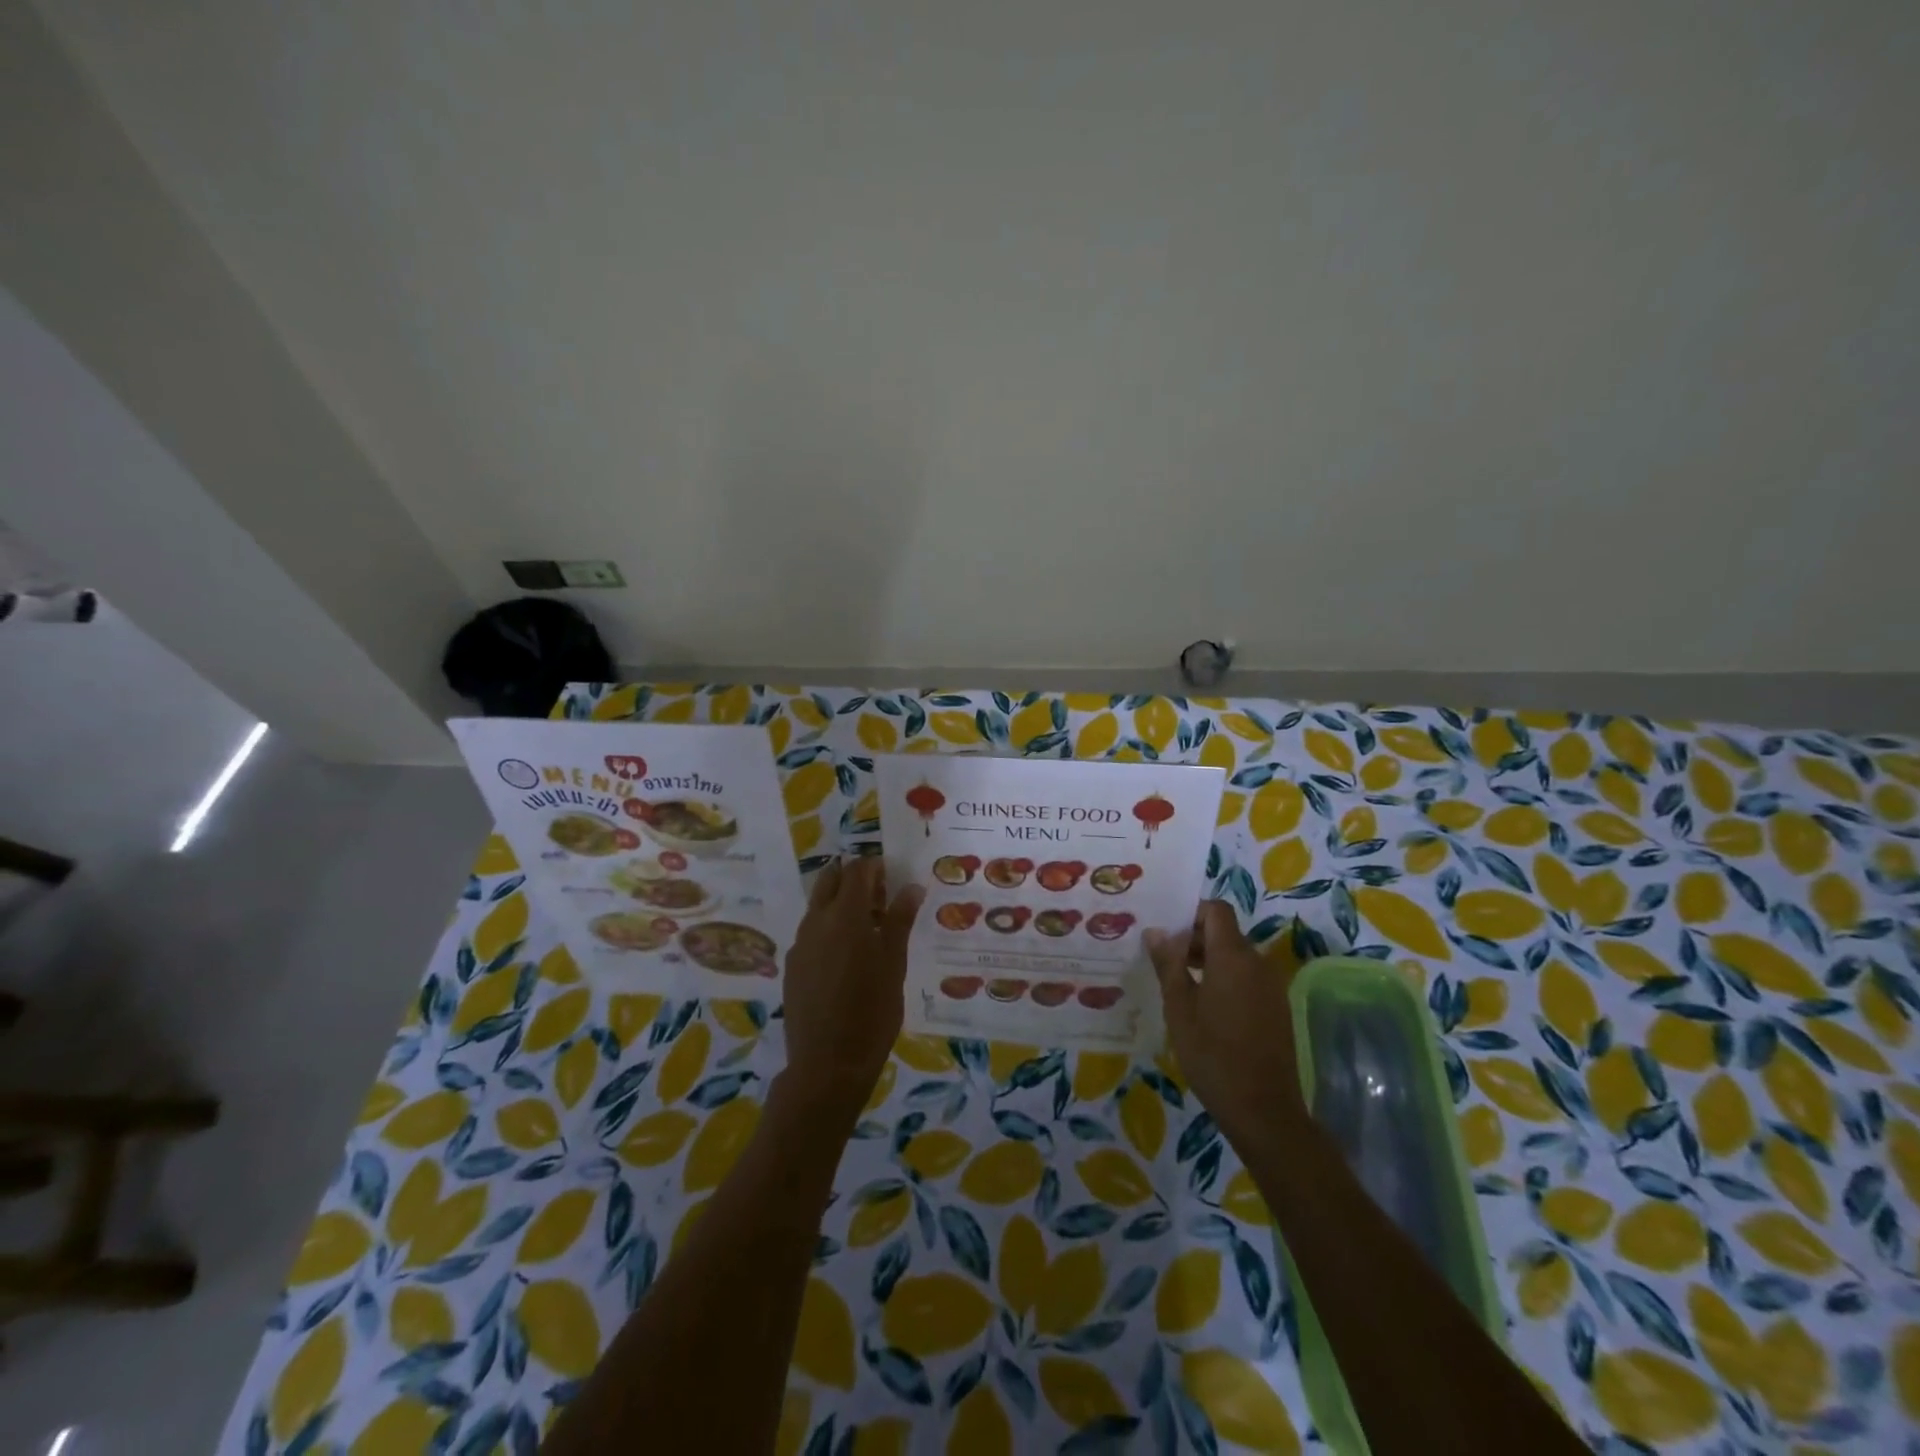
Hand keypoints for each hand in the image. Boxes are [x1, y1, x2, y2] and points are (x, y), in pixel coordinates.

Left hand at [778, 856, 922, 1116]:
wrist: (827, 1064)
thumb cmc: (872, 1012)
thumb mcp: (894, 964)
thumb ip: (900, 921)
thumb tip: (911, 887)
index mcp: (845, 915)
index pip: (858, 870)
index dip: (875, 867)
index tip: (892, 878)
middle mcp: (817, 921)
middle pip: (831, 879)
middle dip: (853, 879)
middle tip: (879, 898)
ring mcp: (800, 943)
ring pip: (818, 905)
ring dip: (840, 903)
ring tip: (867, 929)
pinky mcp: (792, 966)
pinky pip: (811, 932)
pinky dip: (828, 929)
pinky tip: (846, 957)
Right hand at [1145, 901, 1306, 1147]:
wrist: (1263, 1110)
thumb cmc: (1213, 1054)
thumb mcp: (1179, 1008)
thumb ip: (1168, 964)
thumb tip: (1156, 932)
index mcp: (1234, 956)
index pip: (1216, 910)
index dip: (1191, 914)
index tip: (1166, 934)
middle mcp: (1258, 963)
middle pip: (1226, 932)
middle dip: (1195, 939)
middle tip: (1165, 961)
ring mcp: (1272, 986)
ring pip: (1236, 956)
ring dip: (1209, 961)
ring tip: (1180, 985)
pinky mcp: (1277, 1008)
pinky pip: (1247, 978)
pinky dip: (1225, 979)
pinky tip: (1205, 1008)